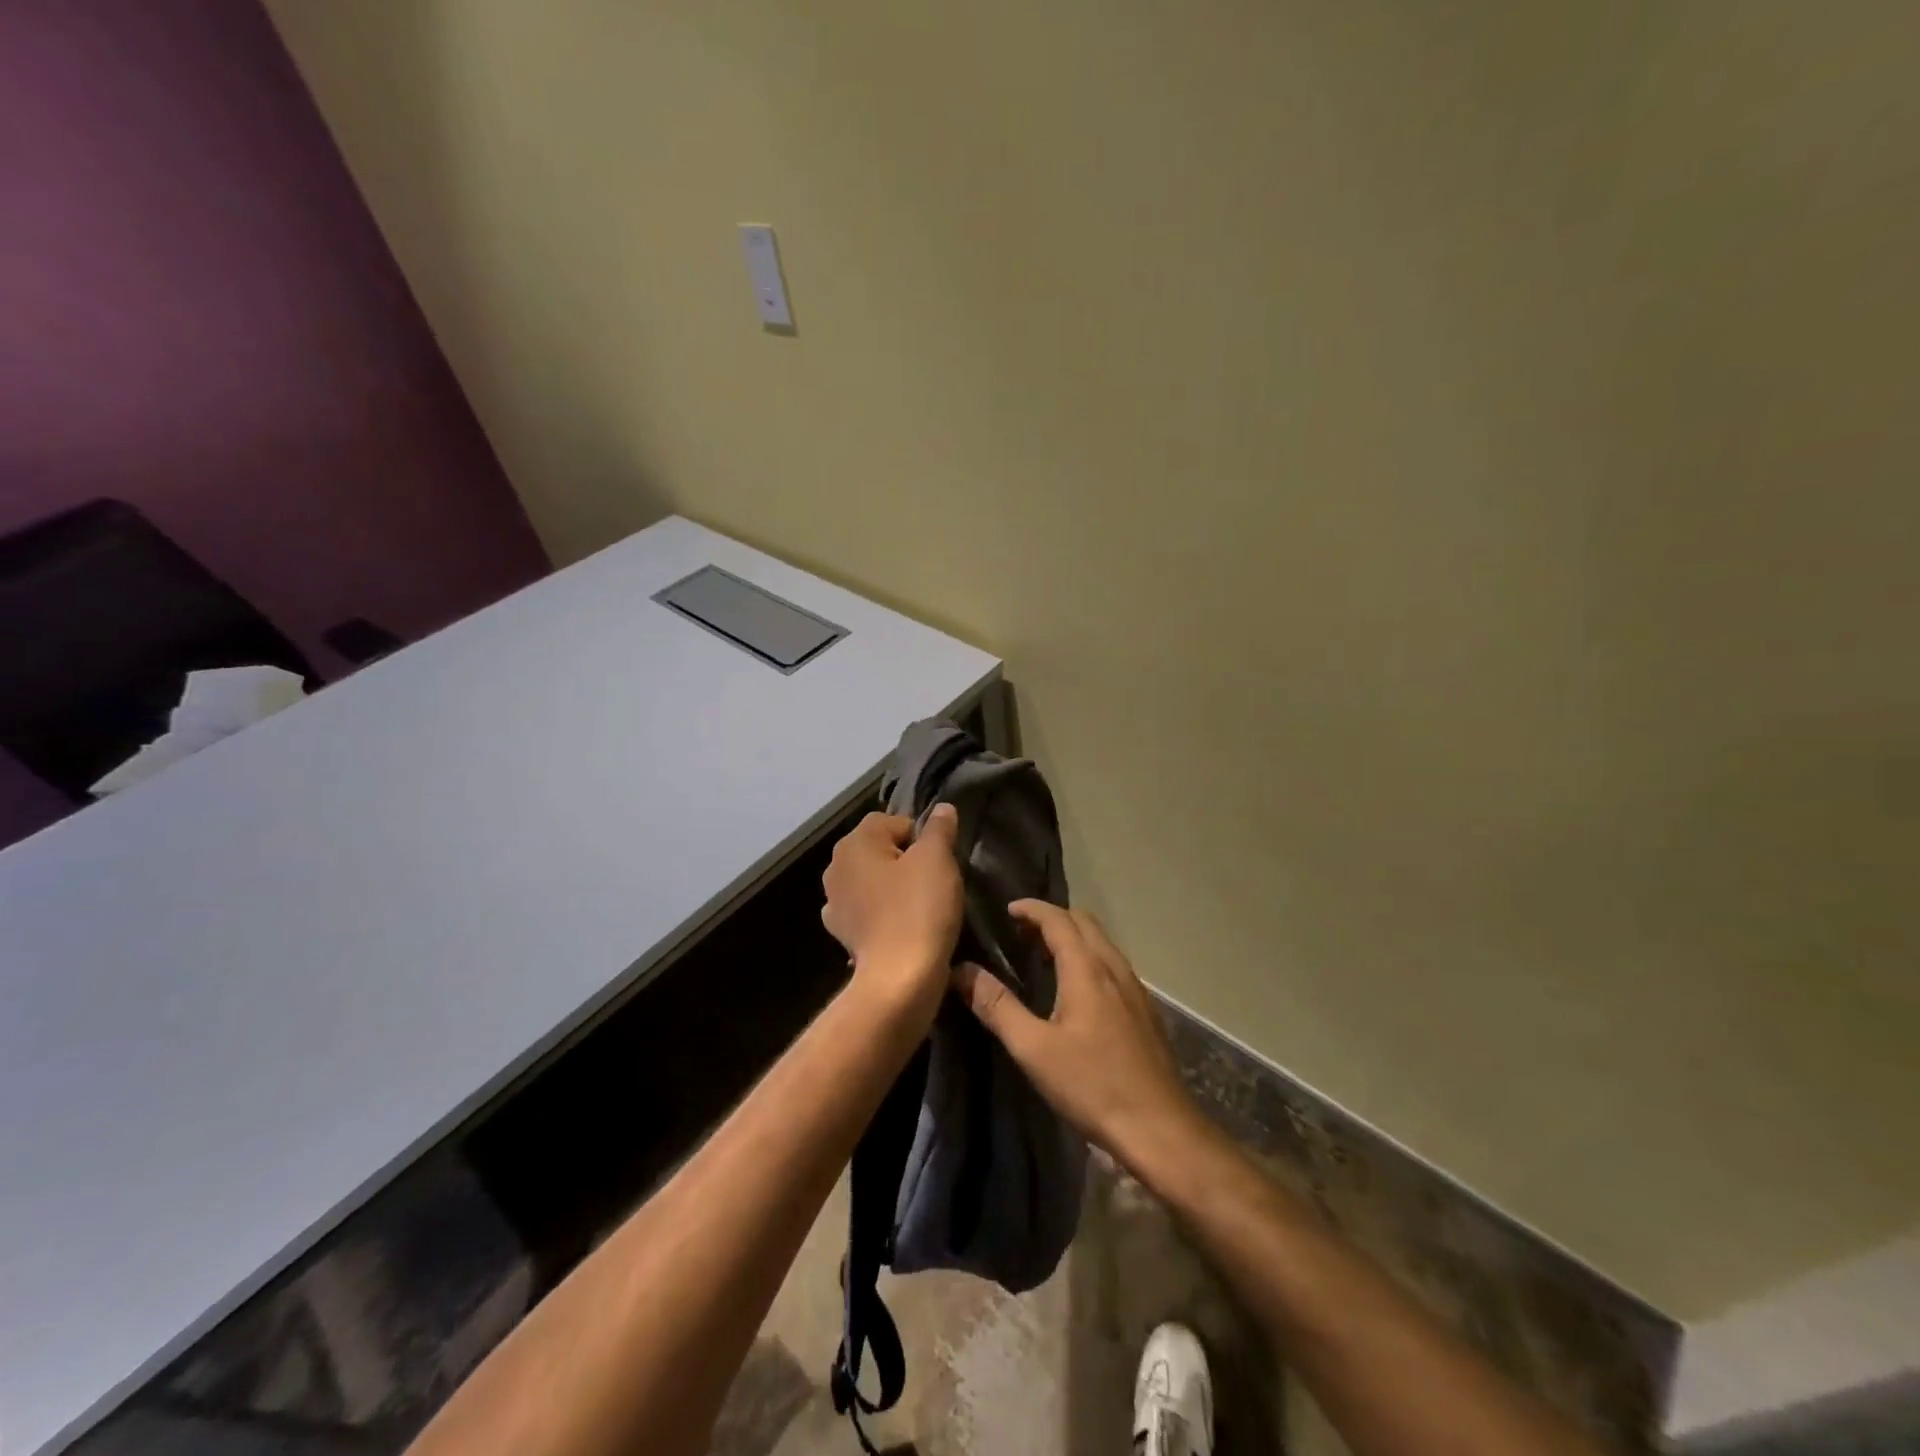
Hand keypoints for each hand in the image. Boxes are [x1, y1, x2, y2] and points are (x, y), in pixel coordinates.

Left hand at [822, 806, 963, 1026]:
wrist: (898, 979)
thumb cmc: (919, 909)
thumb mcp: (938, 859)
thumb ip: (939, 828)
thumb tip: (942, 809)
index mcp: (855, 842)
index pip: (894, 821)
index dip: (921, 837)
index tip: (939, 861)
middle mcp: (836, 866)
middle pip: (880, 849)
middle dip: (906, 860)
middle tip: (934, 882)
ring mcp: (834, 901)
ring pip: (874, 879)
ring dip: (894, 887)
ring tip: (920, 906)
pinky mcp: (842, 932)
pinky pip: (868, 910)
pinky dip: (883, 913)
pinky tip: (901, 927)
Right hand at [954, 901, 1204, 1173]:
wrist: (1160, 1128)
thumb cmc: (1092, 1085)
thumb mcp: (1033, 1049)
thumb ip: (997, 1006)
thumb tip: (961, 971)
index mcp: (1087, 969)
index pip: (1058, 919)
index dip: (1032, 909)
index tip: (1007, 911)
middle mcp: (1114, 968)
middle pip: (1084, 923)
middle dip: (1051, 919)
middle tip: (1020, 935)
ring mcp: (1135, 989)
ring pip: (1101, 944)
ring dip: (1072, 939)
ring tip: (1042, 960)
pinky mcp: (1145, 1011)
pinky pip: (1112, 965)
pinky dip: (1089, 959)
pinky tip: (1075, 993)